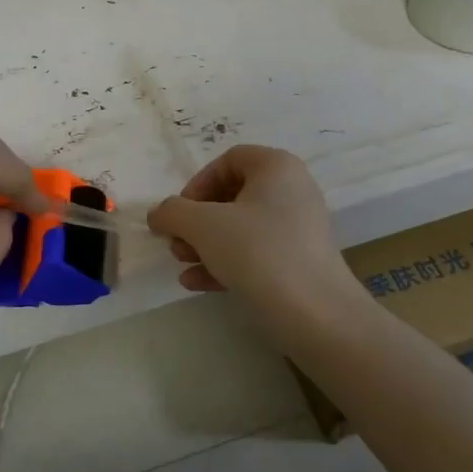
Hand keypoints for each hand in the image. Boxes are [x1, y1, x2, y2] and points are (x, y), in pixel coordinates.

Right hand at [147, 145, 358, 315]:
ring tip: (183, 264)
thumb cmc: (257, 251)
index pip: (229, 160)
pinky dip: (225, 262)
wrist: (313, 311)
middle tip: (177, 243)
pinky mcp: (298, 261)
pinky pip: (255, 252)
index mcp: (276, 167)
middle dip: (196, 220)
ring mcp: (298, 228)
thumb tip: (158, 215)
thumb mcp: (203, 225)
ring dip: (205, 243)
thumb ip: (172, 212)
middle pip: (232, 195)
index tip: (180, 212)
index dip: (197, 183)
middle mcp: (292, 190)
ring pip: (241, 227)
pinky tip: (196, 283)